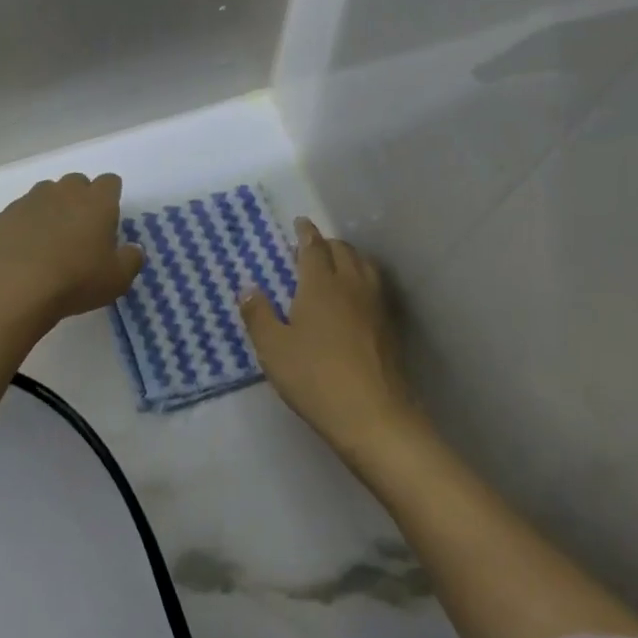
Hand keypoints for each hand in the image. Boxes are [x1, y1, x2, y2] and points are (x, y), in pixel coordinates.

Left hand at [0, 173, 144, 325]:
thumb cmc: (75, 280)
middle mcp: (63, 192)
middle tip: (80, 232)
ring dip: (52, 209)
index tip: (108, 221)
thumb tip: (133, 250)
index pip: (110, 182)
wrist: (13, 288)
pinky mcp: (3, 216)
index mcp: (96, 201)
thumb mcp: (117, 279)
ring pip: (46, 194)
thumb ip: (131, 260)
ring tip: (50, 241)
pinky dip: (25, 226)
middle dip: (81, 199)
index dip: (111, 197)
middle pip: (77, 182)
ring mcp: (29, 200)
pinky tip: (24, 252)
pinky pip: (20, 213)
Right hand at [239, 218, 418, 455]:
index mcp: (320, 284)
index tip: (300, 223)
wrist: (372, 414)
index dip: (306, 233)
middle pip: (342, 251)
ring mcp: (375, 305)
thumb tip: (248, 289)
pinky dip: (363, 278)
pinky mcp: (389, 326)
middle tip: (311, 247)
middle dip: (326, 243)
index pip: (313, 247)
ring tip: (336, 265)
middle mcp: (351, 285)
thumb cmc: (314, 377)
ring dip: (349, 257)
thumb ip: (259, 316)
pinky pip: (375, 286)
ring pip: (364, 265)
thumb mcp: (273, 348)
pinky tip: (356, 297)